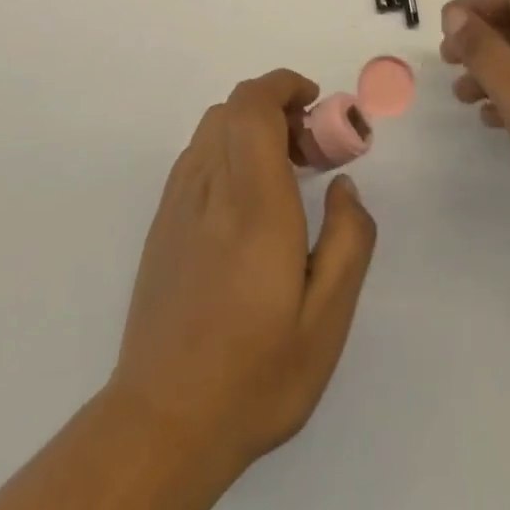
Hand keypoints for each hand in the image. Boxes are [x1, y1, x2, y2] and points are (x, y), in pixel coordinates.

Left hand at [109, 70, 377, 475]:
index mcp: (253, 203)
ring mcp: (177, 204)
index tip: (316, 103)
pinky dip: (226, 151)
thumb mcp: (327, 320)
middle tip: (310, 149)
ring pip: (211, 129)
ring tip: (283, 173)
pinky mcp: (161, 224)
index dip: (284, 86)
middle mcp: (209, 188)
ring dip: (250, 127)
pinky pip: (195, 158)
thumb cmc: (255, 375)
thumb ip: (347, 240)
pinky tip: (246, 202)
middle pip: (233, 108)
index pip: (253, 105)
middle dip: (276, 107)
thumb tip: (343, 186)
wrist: (163, 423)